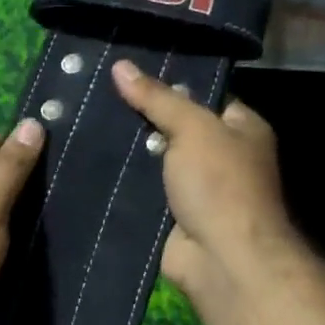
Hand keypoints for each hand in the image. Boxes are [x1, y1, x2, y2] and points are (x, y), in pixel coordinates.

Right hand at [110, 59, 300, 314]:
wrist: (220, 258)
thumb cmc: (220, 184)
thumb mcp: (192, 128)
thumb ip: (157, 97)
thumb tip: (120, 65)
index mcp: (241, 129)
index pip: (203, 95)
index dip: (169, 82)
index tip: (127, 71)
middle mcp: (222, 156)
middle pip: (175, 127)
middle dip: (141, 117)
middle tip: (97, 94)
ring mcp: (196, 188)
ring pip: (154, 160)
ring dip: (127, 150)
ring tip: (83, 121)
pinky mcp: (172, 214)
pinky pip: (143, 189)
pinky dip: (122, 181)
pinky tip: (88, 162)